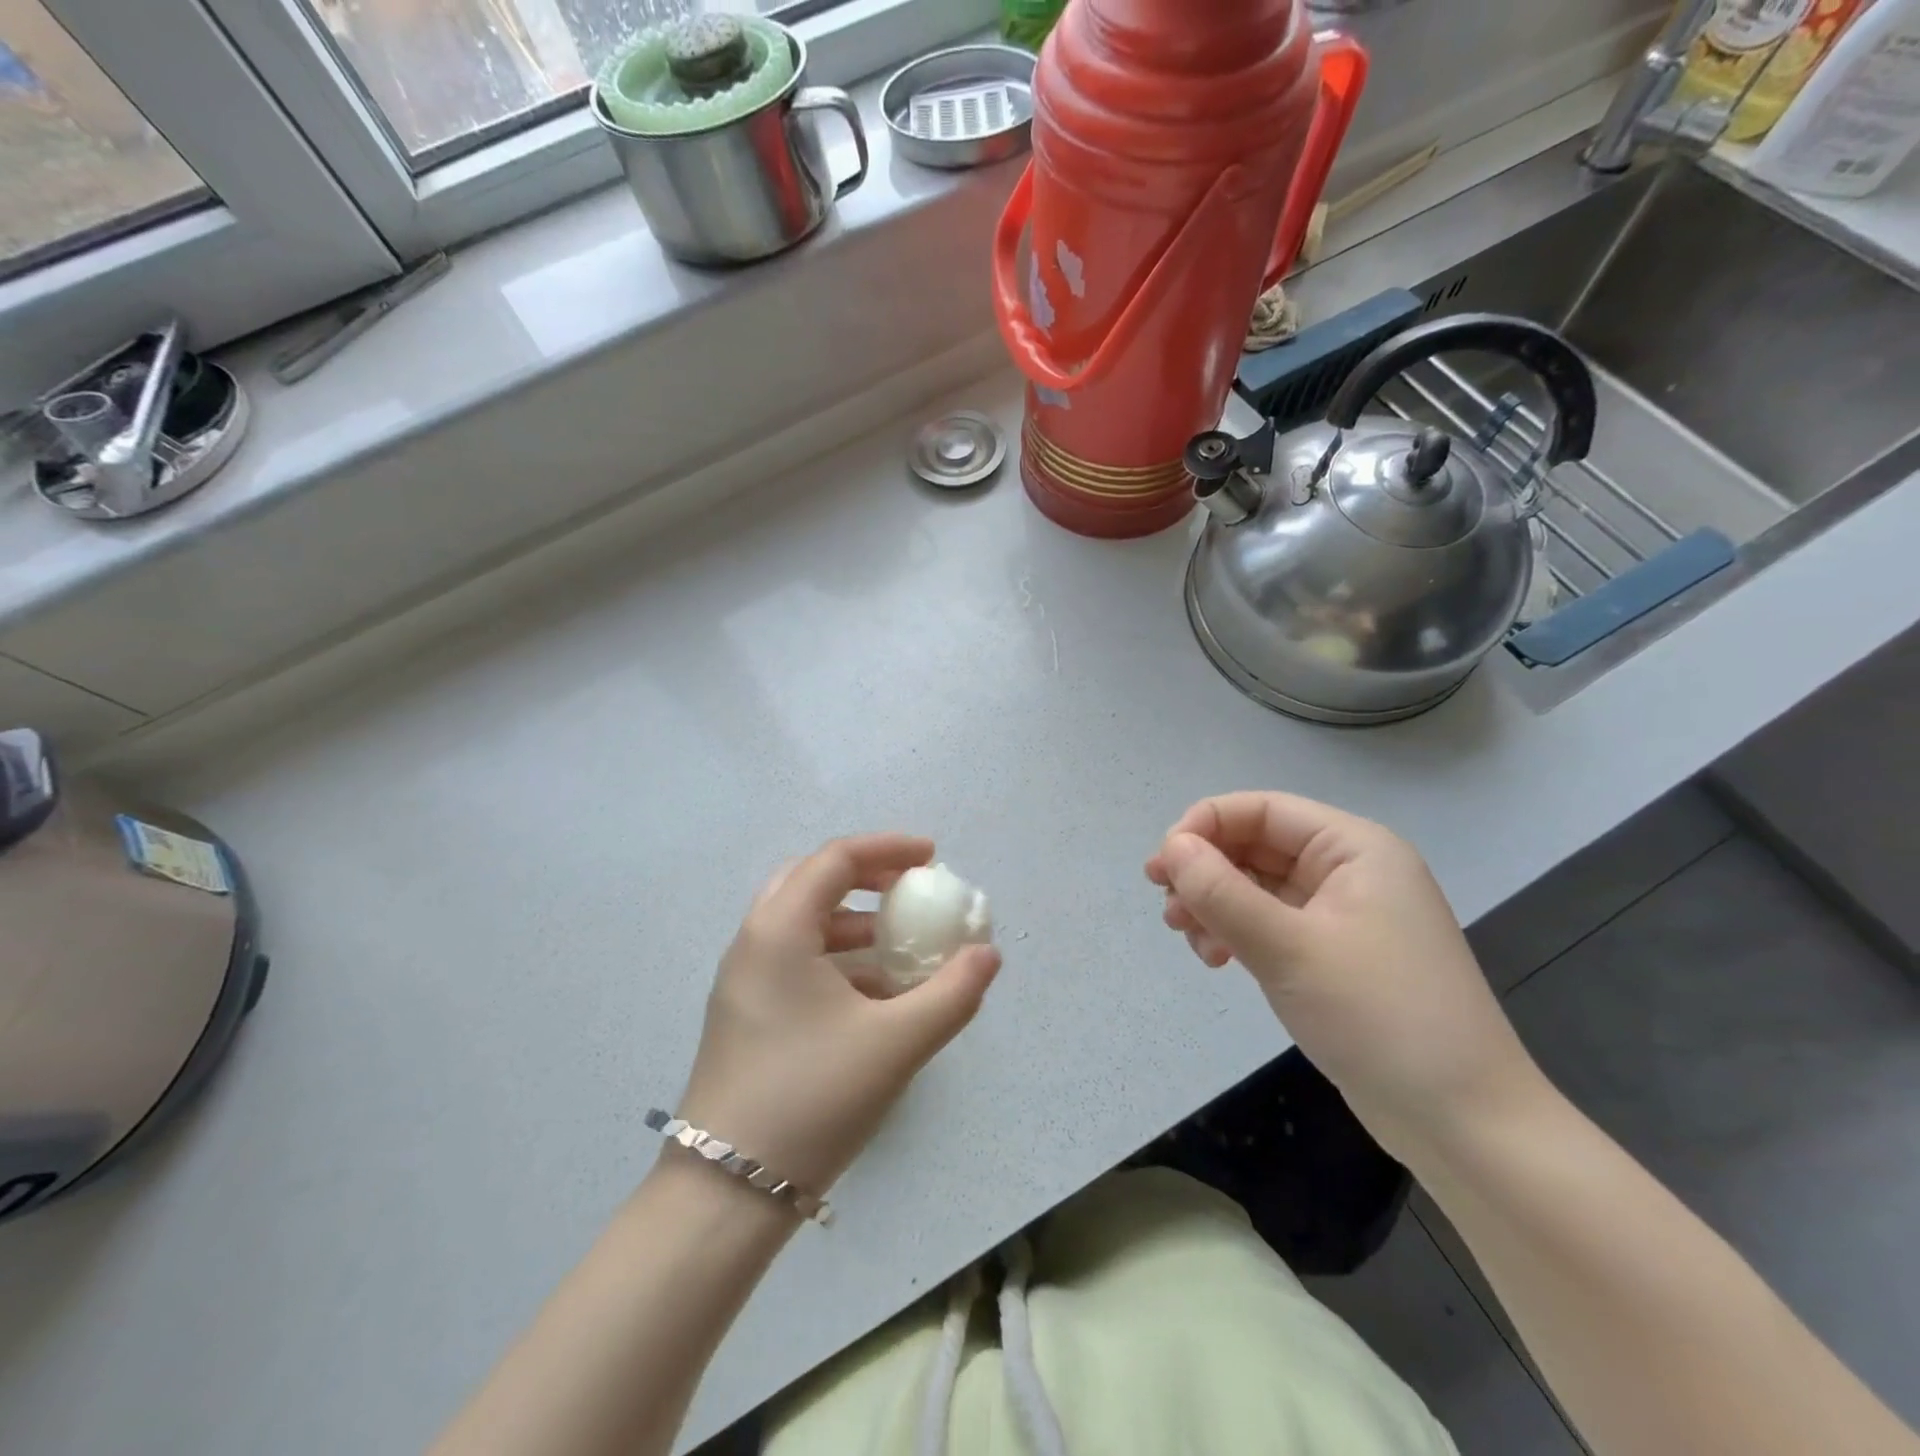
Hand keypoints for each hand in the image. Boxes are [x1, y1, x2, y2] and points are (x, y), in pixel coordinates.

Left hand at [676, 834, 1001, 1196]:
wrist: (726, 1194)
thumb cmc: (812, 1098)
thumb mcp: (896, 1043)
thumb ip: (952, 993)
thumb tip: (988, 955)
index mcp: (779, 930)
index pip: (836, 860)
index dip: (888, 849)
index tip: (933, 858)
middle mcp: (753, 942)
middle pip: (811, 880)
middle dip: (865, 876)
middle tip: (909, 890)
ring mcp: (743, 980)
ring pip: (800, 922)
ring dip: (851, 920)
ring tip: (898, 943)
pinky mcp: (745, 1013)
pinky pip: (794, 958)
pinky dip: (835, 955)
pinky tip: (873, 993)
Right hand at [1145, 793, 1544, 1154]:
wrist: (1464, 1124)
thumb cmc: (1380, 1017)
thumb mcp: (1288, 947)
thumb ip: (1221, 891)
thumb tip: (1171, 848)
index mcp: (1354, 848)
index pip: (1262, 810)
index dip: (1204, 826)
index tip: (1161, 867)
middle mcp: (1349, 870)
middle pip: (1256, 845)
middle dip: (1205, 871)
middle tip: (1166, 906)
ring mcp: (1343, 914)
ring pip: (1258, 885)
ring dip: (1215, 904)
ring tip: (1188, 938)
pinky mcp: (1334, 954)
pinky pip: (1270, 922)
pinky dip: (1236, 932)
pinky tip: (1216, 959)